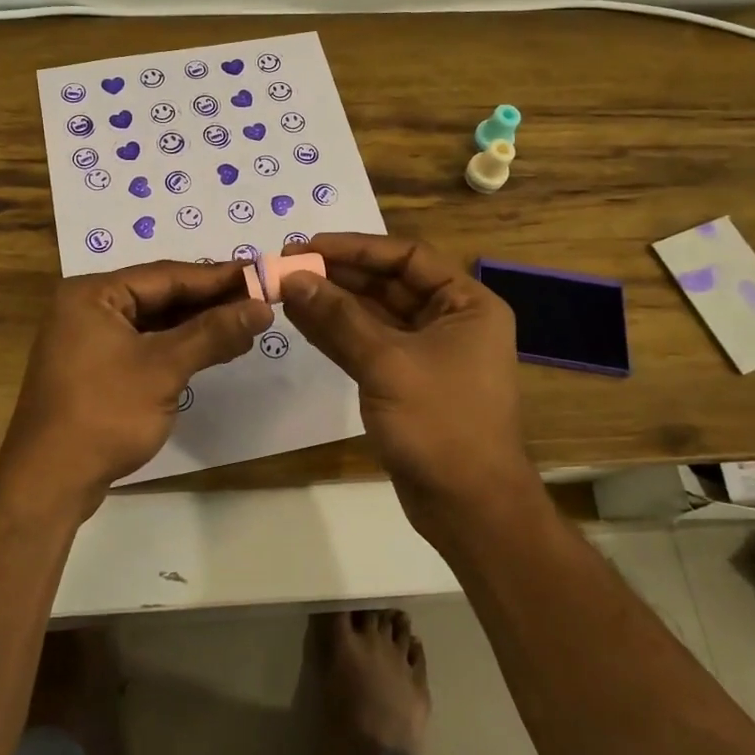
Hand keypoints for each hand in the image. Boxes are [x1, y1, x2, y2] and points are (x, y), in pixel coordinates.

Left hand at [0, 259, 272, 509]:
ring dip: (198, 325)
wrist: (49, 482)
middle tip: (260, 298)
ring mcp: (90, 339)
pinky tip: (214, 348)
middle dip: (210, 300)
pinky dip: (179, 346)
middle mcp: (87, 307)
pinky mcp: (97, 367)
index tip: (260, 273)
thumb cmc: (104, 413)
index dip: (217, 276)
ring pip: (155, 321)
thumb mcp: (163, 368)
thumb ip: (213, 333)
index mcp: (92, 293)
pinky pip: (145, 344)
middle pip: (160, 295)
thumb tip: (262, 307)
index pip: (165, 275)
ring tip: (247, 323)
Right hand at [279, 234, 532, 519]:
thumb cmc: (441, 424)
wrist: (469, 508)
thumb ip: (338, 317)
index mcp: (466, 304)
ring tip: (285, 288)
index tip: (308, 246)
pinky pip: (367, 344)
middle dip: (338, 275)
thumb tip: (292, 278)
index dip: (356, 248)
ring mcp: (426, 352)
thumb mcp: (387, 363)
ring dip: (331, 303)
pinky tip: (300, 320)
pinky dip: (336, 333)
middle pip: (387, 283)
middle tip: (287, 266)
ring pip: (372, 315)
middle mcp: (449, 320)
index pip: (407, 256)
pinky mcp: (404, 380)